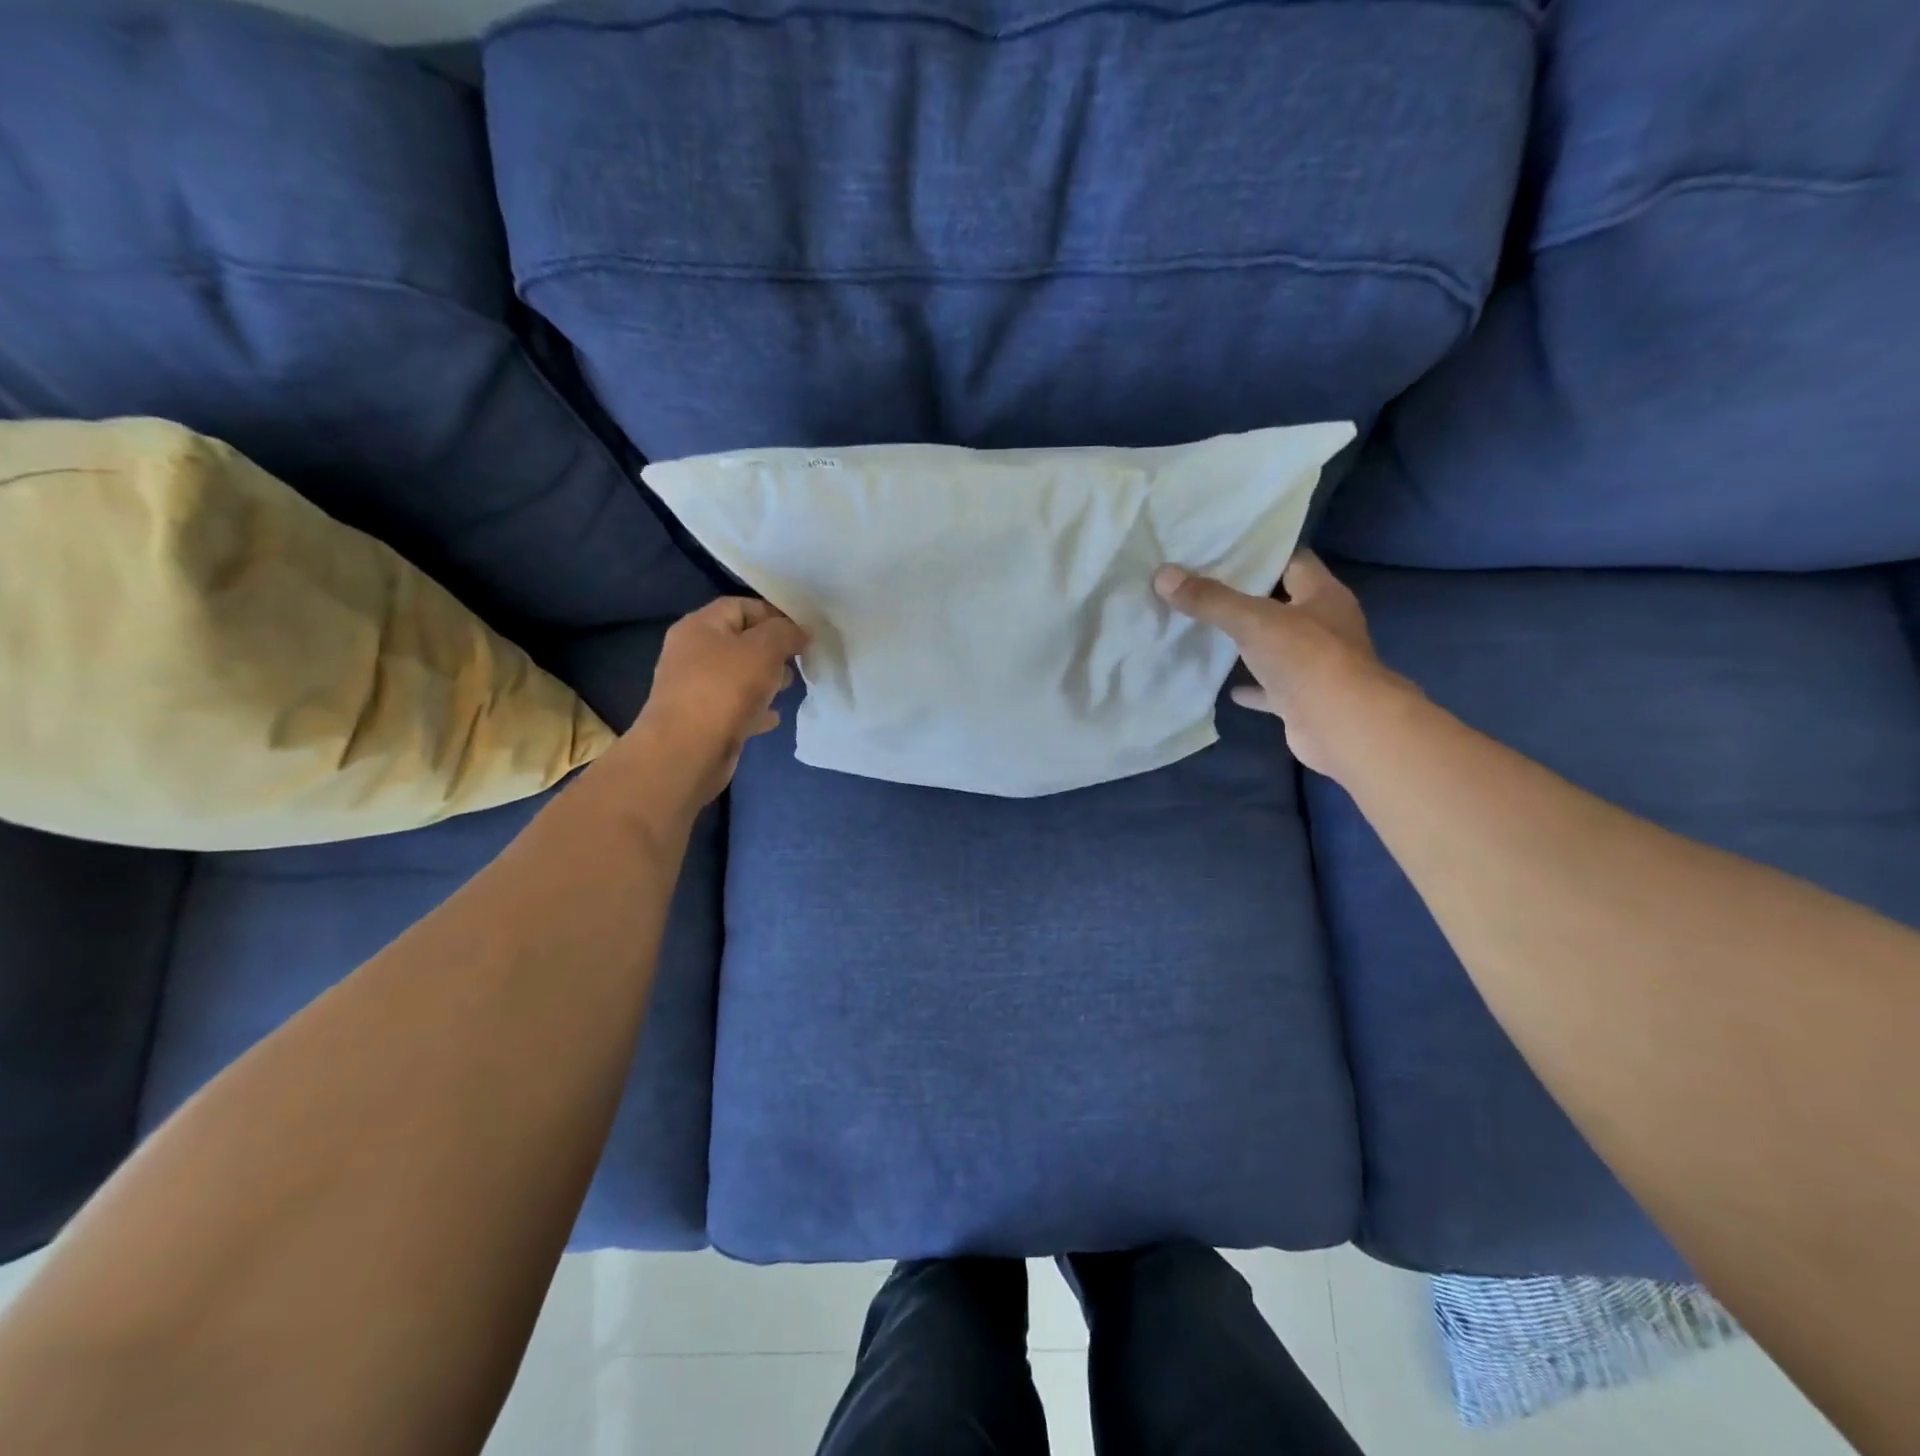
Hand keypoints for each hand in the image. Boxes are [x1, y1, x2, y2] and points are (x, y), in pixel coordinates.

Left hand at [627, 597, 808, 804]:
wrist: (688, 751)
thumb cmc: (725, 689)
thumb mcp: (764, 649)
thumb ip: (785, 632)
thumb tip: (799, 632)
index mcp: (700, 626)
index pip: (741, 606)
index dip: (774, 614)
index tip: (802, 633)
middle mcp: (692, 653)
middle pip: (740, 641)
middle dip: (773, 650)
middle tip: (799, 662)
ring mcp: (695, 688)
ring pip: (739, 675)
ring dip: (766, 679)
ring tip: (789, 688)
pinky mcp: (702, 720)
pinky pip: (735, 706)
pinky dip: (756, 708)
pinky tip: (774, 717)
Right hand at [1155, 551, 1400, 776]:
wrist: (1341, 726)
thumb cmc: (1306, 659)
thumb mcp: (1253, 621)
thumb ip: (1210, 599)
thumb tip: (1163, 575)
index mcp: (1323, 595)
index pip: (1292, 560)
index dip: (1260, 554)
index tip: (1222, 550)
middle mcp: (1324, 625)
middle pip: (1283, 603)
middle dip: (1247, 597)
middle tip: (1202, 587)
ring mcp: (1316, 664)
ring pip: (1276, 646)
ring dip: (1248, 643)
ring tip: (1206, 630)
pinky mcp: (1303, 698)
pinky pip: (1271, 688)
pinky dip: (1250, 687)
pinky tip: (1225, 686)